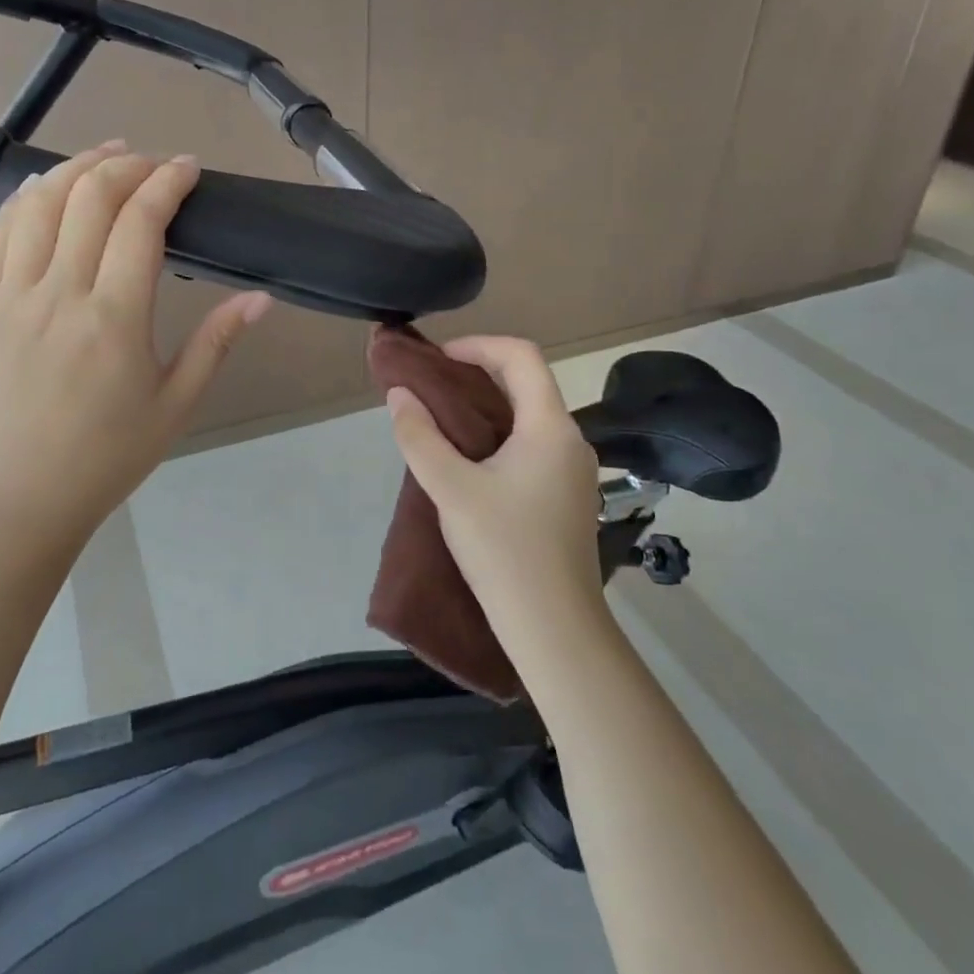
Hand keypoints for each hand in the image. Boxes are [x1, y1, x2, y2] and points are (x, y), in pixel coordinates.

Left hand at [0, 141, 270, 549]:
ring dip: (76, 168)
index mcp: (113, 320)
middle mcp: (58, 295)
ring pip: (39, 202)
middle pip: (89, 197)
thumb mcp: (179, 402)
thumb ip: (218, 341)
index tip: (189, 168)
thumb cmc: (113, 452)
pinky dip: (28, 197)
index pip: (140, 221)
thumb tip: (261, 297)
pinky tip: (50, 188)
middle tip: (155, 164)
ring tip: (108, 158)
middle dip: (128, 165)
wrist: (28, 492)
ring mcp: (12, 296)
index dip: (167, 181)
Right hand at [385, 337, 602, 642]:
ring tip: (442, 421)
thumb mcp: (451, 489)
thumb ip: (420, 437)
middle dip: (478, 374)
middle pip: (528, 383)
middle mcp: (570, 439)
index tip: (439, 360)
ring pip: (530, 416)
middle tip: (432, 386)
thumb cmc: (504, 550)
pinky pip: (533, 445)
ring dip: (488, 407)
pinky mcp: (568, 496)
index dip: (478, 345)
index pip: (522, 356)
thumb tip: (400, 395)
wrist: (555, 629)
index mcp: (550, 427)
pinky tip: (470, 461)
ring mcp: (574, 470)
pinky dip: (500, 435)